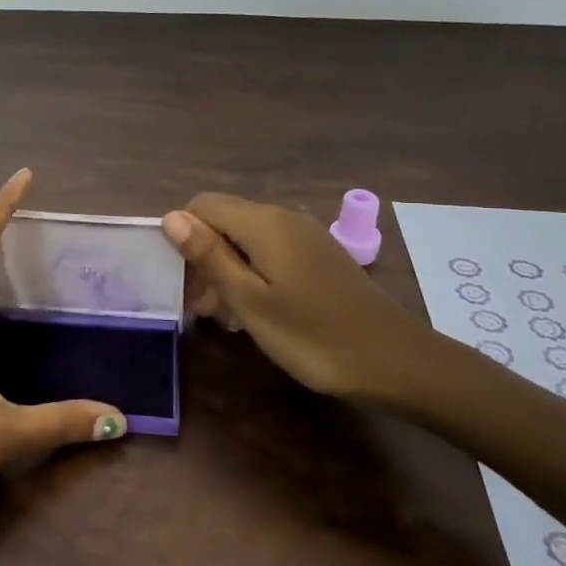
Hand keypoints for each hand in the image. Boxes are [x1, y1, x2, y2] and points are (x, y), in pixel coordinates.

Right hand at [162, 194, 436, 408]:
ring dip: (227, 268)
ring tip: (227, 315)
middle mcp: (282, 216)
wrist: (395, 360)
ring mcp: (305, 234)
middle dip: (204, 255)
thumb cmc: (312, 335)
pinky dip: (254, 272)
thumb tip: (171, 216)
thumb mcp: (249, 300)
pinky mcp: (319, 254)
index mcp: (262, 222)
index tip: (184, 283)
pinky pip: (271, 249)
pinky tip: (259, 309)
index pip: (201, 205)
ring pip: (247, 237)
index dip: (183, 237)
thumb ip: (209, 255)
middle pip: (224, 219)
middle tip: (204, 308)